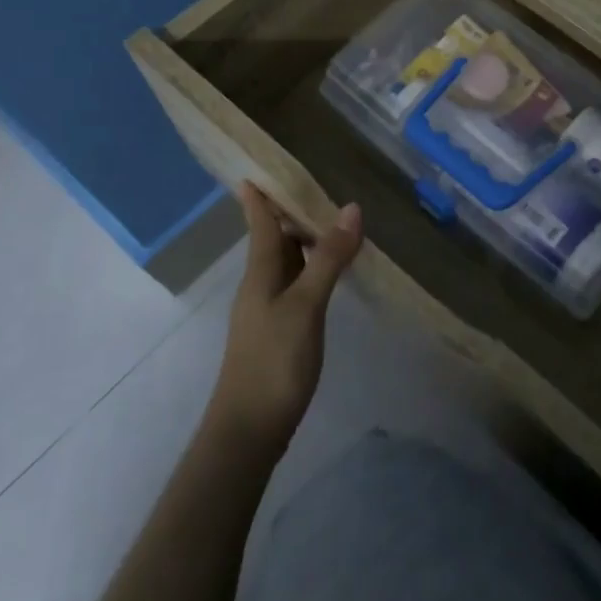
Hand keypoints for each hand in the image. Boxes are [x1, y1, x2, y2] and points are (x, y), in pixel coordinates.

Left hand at [206, 184, 362, 451]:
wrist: (249, 430)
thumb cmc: (273, 361)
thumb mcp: (306, 305)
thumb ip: (328, 258)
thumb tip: (351, 208)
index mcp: (261, 273)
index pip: (260, 224)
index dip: (258, 198)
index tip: (255, 171)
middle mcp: (260, 285)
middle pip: (273, 239)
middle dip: (290, 213)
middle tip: (320, 187)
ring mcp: (268, 310)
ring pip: (286, 263)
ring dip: (305, 241)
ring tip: (334, 223)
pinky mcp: (279, 331)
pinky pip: (295, 284)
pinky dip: (312, 268)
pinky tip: (331, 274)